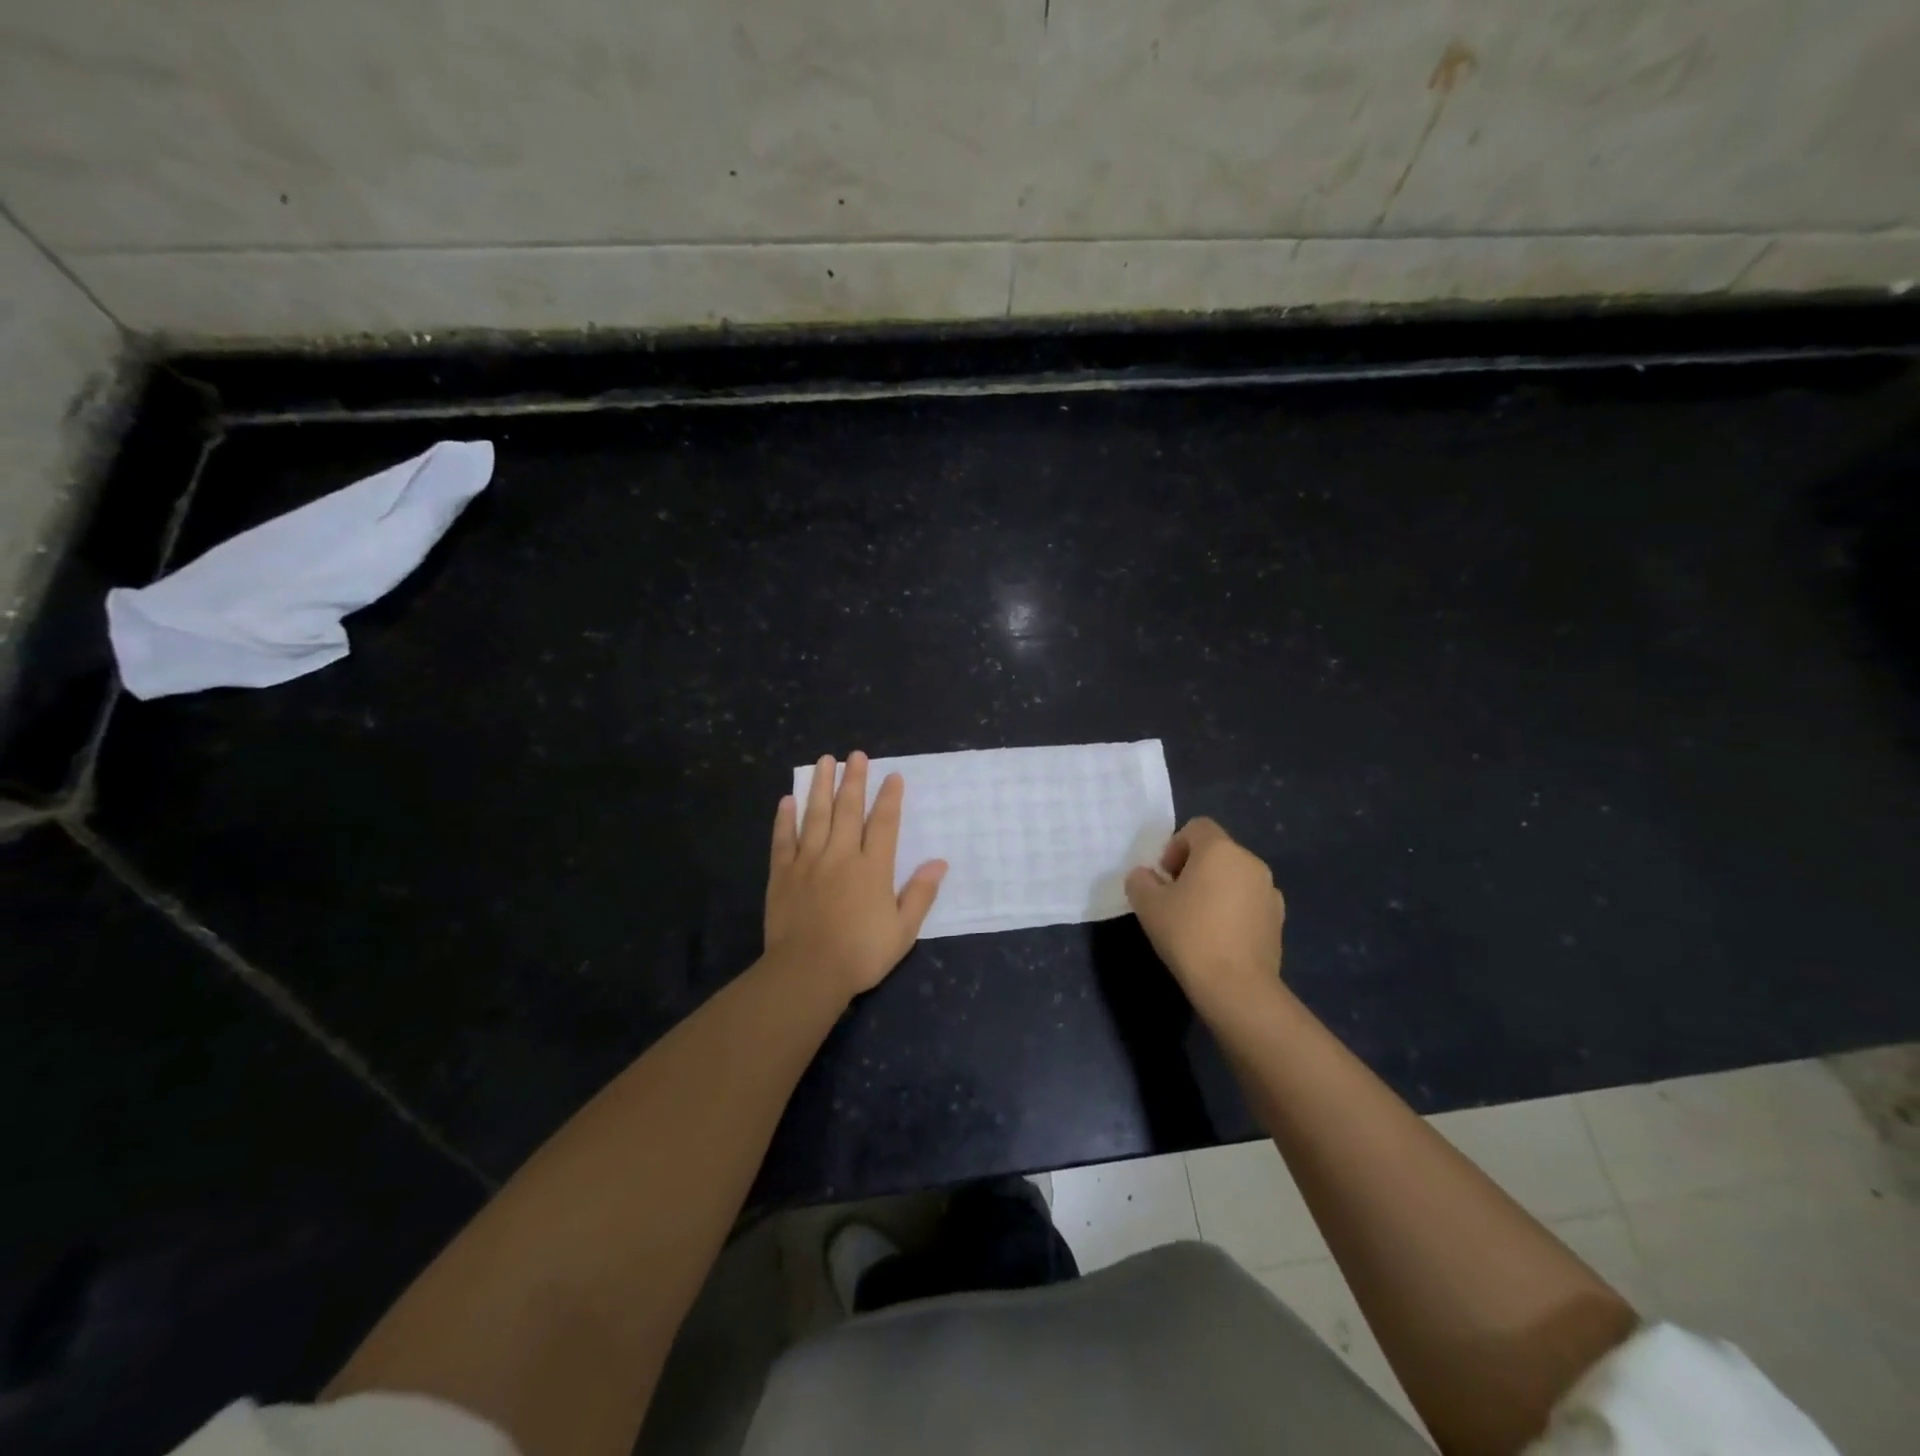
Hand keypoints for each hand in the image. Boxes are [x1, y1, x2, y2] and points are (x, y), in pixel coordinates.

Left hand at [765, 751, 947, 1001]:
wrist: (807, 972)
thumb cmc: (860, 954)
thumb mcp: (903, 931)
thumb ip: (920, 894)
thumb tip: (939, 863)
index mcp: (873, 868)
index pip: (884, 823)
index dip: (889, 798)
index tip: (892, 776)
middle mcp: (841, 855)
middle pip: (848, 810)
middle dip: (853, 780)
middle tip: (855, 755)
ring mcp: (808, 862)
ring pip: (816, 816)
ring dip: (821, 786)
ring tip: (824, 761)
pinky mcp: (782, 874)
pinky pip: (784, 839)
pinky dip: (785, 819)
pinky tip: (788, 800)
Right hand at [1125, 817, 1285, 1022]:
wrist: (1236, 987)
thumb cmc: (1189, 935)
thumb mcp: (1147, 905)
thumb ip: (1140, 881)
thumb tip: (1146, 876)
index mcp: (1220, 849)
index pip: (1197, 827)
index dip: (1175, 846)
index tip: (1164, 877)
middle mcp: (1250, 862)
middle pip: (1217, 852)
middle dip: (1194, 869)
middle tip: (1175, 900)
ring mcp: (1269, 891)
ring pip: (1234, 878)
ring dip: (1215, 889)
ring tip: (1197, 922)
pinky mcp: (1278, 920)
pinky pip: (1249, 902)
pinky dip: (1233, 911)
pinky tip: (1219, 939)